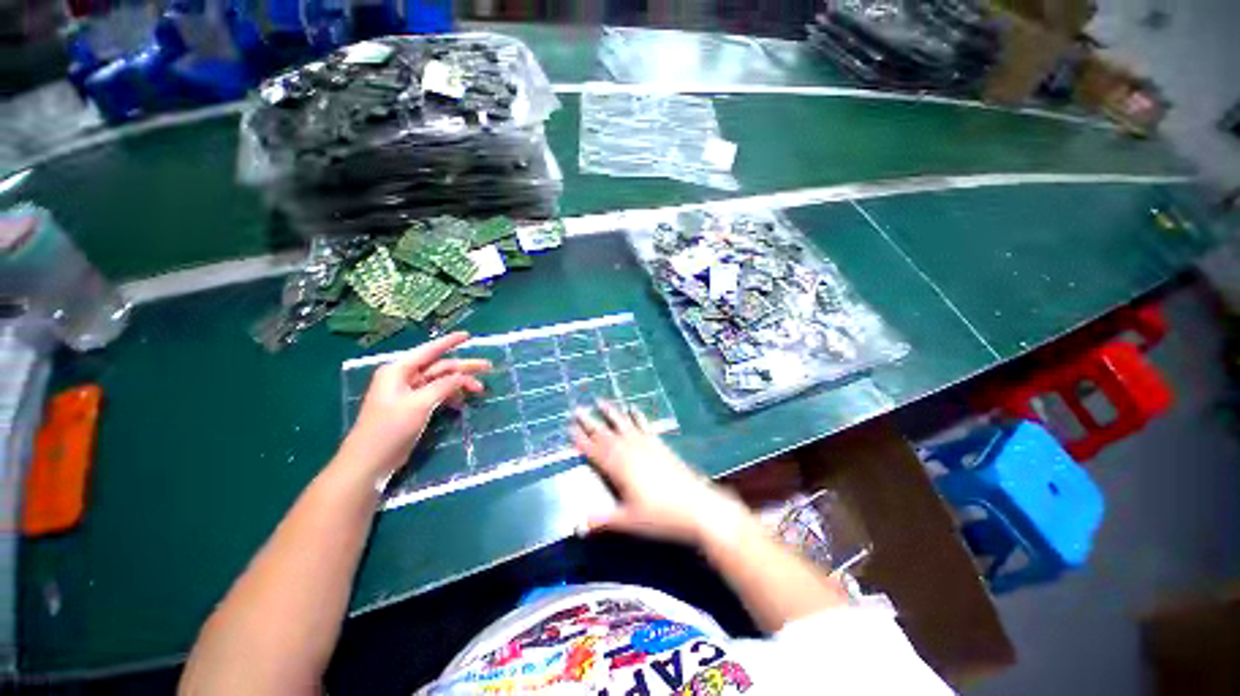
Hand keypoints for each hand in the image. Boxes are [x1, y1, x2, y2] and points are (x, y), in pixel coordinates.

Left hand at [339, 332, 488, 479]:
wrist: (370, 462)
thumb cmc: (390, 429)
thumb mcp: (419, 404)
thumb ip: (444, 386)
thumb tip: (464, 376)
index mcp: (399, 371)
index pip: (429, 351)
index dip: (449, 342)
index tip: (468, 335)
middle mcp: (404, 378)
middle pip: (440, 367)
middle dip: (464, 368)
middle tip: (488, 367)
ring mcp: (409, 394)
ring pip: (441, 382)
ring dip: (460, 384)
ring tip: (480, 390)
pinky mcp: (414, 408)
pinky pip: (437, 395)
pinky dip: (451, 397)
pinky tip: (463, 403)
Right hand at [571, 402, 751, 546]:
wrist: (698, 506)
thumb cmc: (661, 517)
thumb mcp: (629, 521)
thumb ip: (602, 521)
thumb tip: (576, 527)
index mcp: (620, 468)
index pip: (595, 451)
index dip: (581, 440)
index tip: (569, 427)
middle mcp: (630, 451)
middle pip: (606, 434)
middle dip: (590, 422)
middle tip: (577, 408)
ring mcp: (646, 445)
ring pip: (624, 425)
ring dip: (611, 413)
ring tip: (601, 400)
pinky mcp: (660, 445)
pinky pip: (645, 426)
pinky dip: (637, 416)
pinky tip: (633, 408)